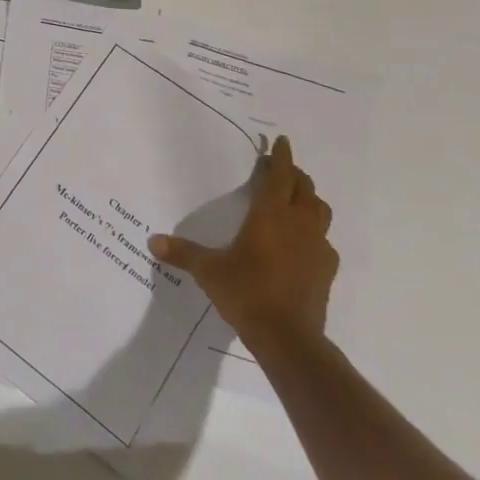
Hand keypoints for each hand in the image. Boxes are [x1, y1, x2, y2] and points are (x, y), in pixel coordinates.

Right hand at [148, 135, 337, 352]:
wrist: (288, 337)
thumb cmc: (246, 292)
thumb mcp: (208, 271)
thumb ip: (183, 253)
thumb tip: (153, 241)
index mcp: (271, 215)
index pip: (280, 175)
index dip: (281, 157)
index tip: (282, 141)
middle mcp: (298, 224)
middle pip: (304, 188)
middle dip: (294, 175)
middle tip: (280, 170)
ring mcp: (317, 247)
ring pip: (320, 211)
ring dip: (308, 200)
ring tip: (294, 201)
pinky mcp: (326, 270)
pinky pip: (323, 241)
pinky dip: (314, 233)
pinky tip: (301, 245)